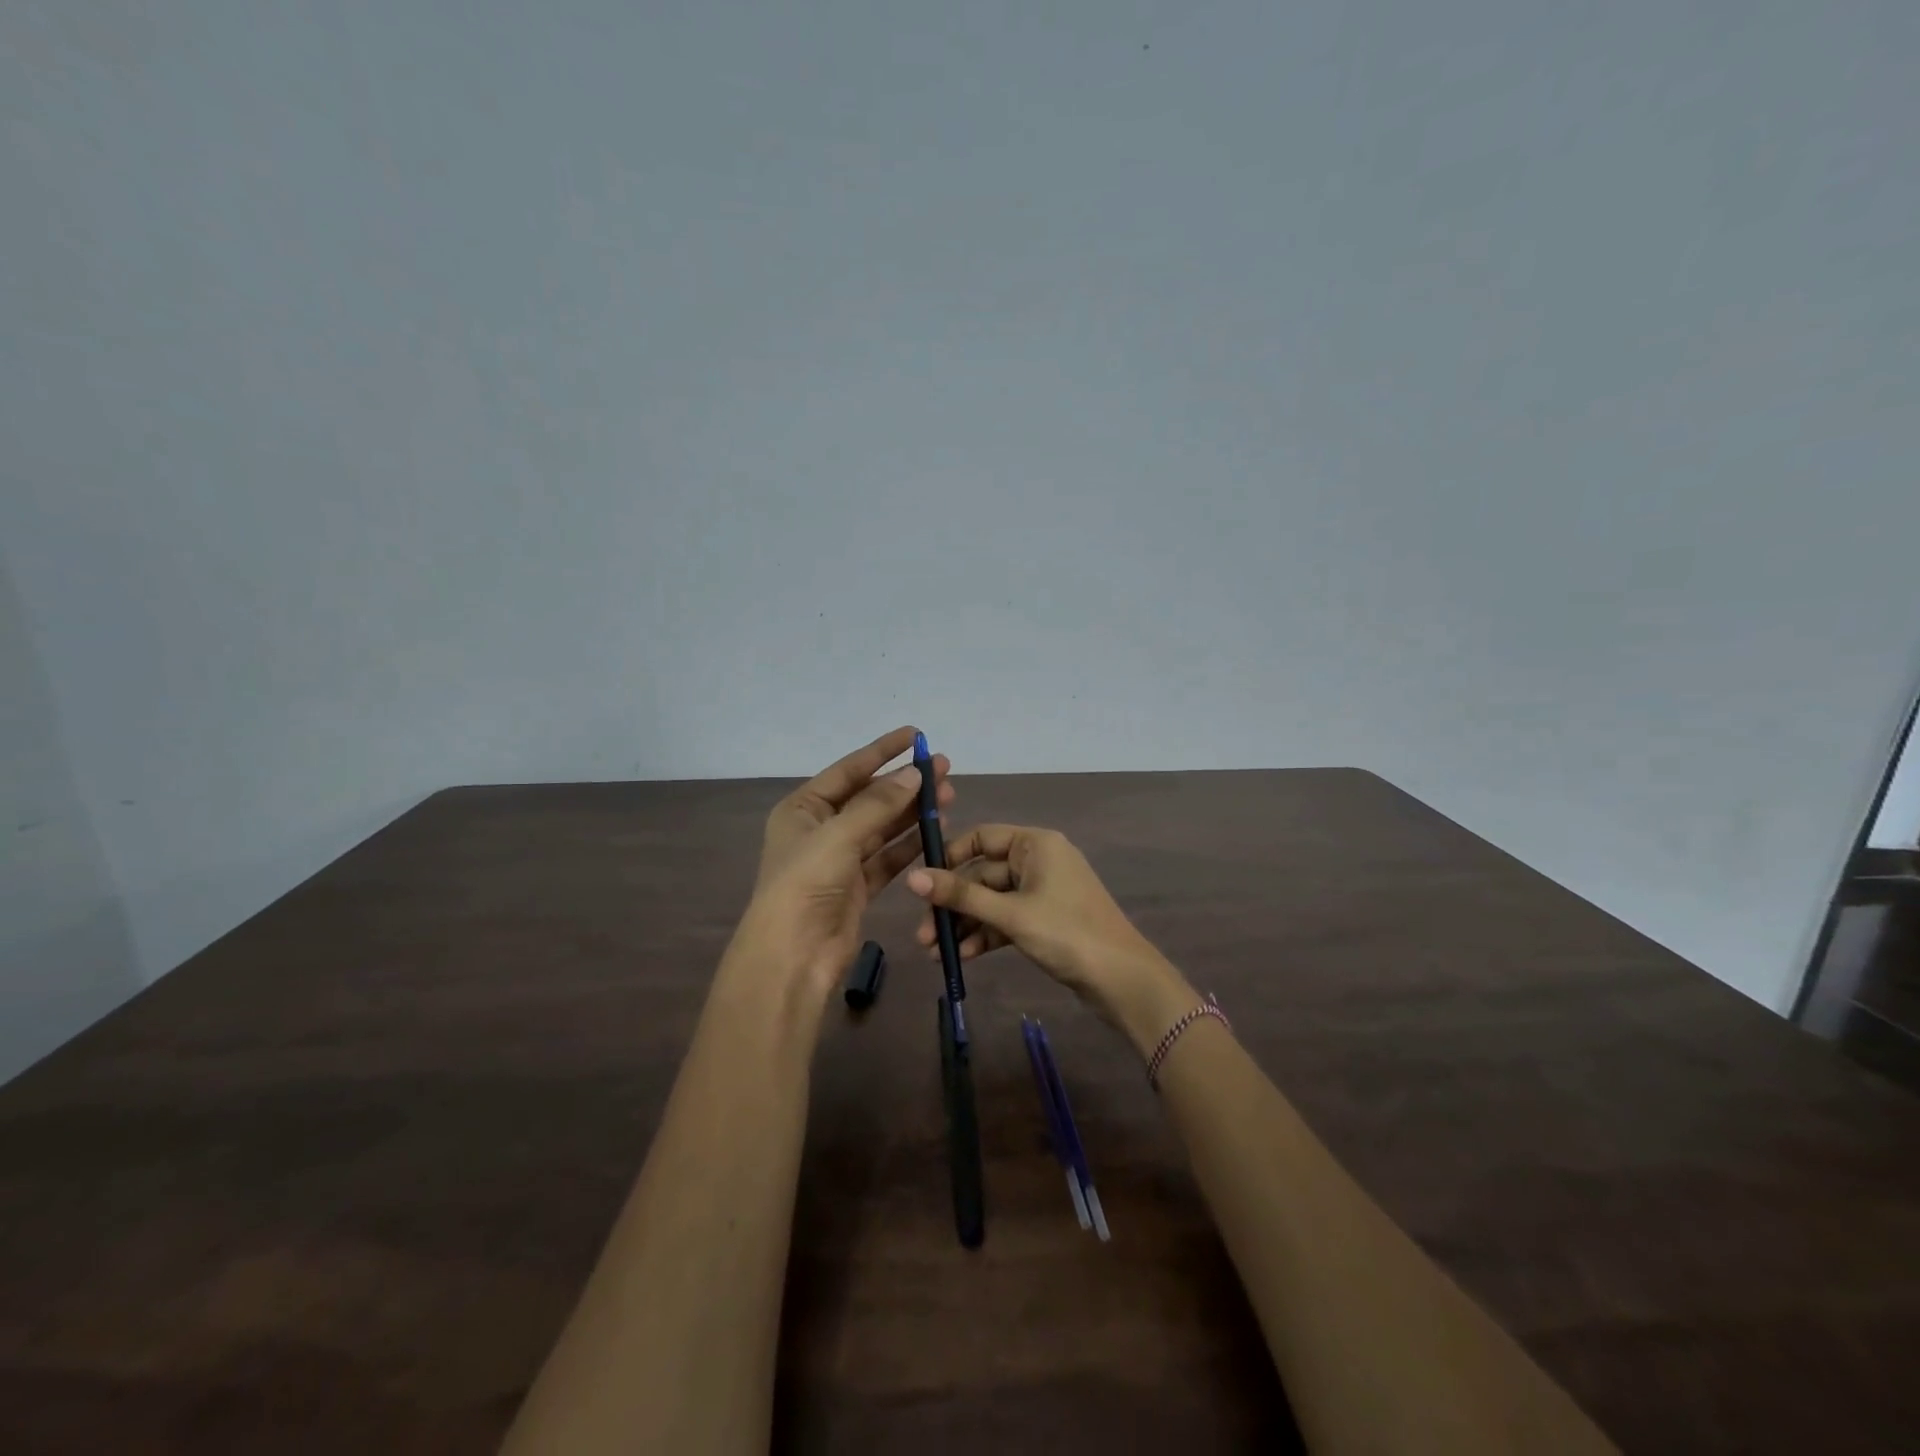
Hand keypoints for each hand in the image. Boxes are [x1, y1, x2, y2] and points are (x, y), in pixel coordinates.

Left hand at [729, 726, 952, 1008]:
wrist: (793, 955)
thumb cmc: (806, 884)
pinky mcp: (858, 886)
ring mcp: (840, 859)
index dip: (882, 751)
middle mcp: (820, 830)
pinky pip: (888, 857)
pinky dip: (910, 844)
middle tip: (944, 769)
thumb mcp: (839, 836)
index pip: (849, 770)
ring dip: (913, 812)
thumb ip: (879, 804)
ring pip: (883, 827)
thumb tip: (914, 773)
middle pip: (869, 798)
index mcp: (803, 809)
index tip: (915, 736)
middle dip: (905, 784)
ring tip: (948, 797)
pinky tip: (936, 830)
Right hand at [906, 824, 1197, 1057]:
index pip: (982, 837)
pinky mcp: (1045, 920)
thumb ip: (961, 895)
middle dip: (953, 903)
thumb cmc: (1066, 933)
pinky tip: (963, 957)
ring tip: (936, 953)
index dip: (950, 857)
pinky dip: (986, 934)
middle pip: (983, 874)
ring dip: (965, 923)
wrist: (1122, 980)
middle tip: (924, 934)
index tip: (922, 883)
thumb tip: (912, 877)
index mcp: (1035, 844)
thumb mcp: (1010, 914)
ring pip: (992, 900)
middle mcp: (1038, 860)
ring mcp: (1043, 892)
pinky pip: (1007, 919)